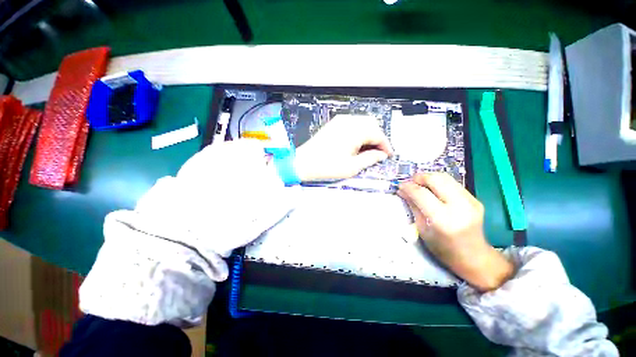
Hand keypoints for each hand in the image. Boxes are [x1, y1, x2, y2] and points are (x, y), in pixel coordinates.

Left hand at [293, 114, 392, 181]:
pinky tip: (357, 143)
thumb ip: (370, 158)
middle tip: (379, 152)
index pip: (377, 134)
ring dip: (369, 134)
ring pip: (362, 123)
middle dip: (378, 138)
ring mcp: (339, 120)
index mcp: (354, 131)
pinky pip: (352, 124)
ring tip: (368, 149)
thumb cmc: (327, 166)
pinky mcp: (333, 124)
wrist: (303, 163)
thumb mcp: (351, 167)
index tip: (388, 155)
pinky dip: (359, 132)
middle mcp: (348, 121)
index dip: (386, 145)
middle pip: (371, 124)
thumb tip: (382, 155)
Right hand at [397, 173, 513, 291]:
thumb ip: (413, 206)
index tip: (400, 185)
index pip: (422, 194)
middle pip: (436, 180)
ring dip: (429, 177)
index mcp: (443, 220)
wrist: (475, 257)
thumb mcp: (423, 229)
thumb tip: (402, 191)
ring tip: (419, 184)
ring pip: (445, 177)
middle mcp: (460, 207)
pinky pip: (452, 183)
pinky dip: (438, 182)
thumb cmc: (444, 249)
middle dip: (419, 177)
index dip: (408, 187)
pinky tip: (432, 189)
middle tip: (409, 182)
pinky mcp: (475, 199)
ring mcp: (471, 201)